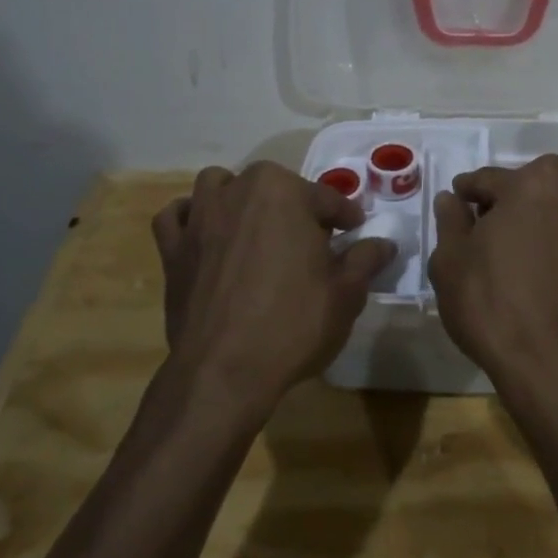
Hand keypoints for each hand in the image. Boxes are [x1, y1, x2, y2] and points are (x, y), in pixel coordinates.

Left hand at [151, 162, 396, 412]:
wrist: (224, 371)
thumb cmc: (293, 324)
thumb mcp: (346, 293)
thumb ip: (366, 259)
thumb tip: (384, 243)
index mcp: (284, 192)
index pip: (326, 199)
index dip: (346, 217)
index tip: (355, 232)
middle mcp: (238, 191)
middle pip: (274, 186)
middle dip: (295, 206)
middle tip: (311, 243)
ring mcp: (200, 218)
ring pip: (219, 186)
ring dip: (239, 197)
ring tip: (256, 227)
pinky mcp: (173, 249)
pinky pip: (176, 217)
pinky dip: (191, 218)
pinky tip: (206, 236)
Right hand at [427, 154, 557, 394]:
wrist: (547, 364)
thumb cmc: (491, 307)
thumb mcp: (450, 263)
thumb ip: (451, 222)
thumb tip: (451, 199)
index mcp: (529, 187)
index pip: (490, 178)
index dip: (469, 191)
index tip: (460, 202)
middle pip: (548, 175)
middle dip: (525, 189)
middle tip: (505, 221)